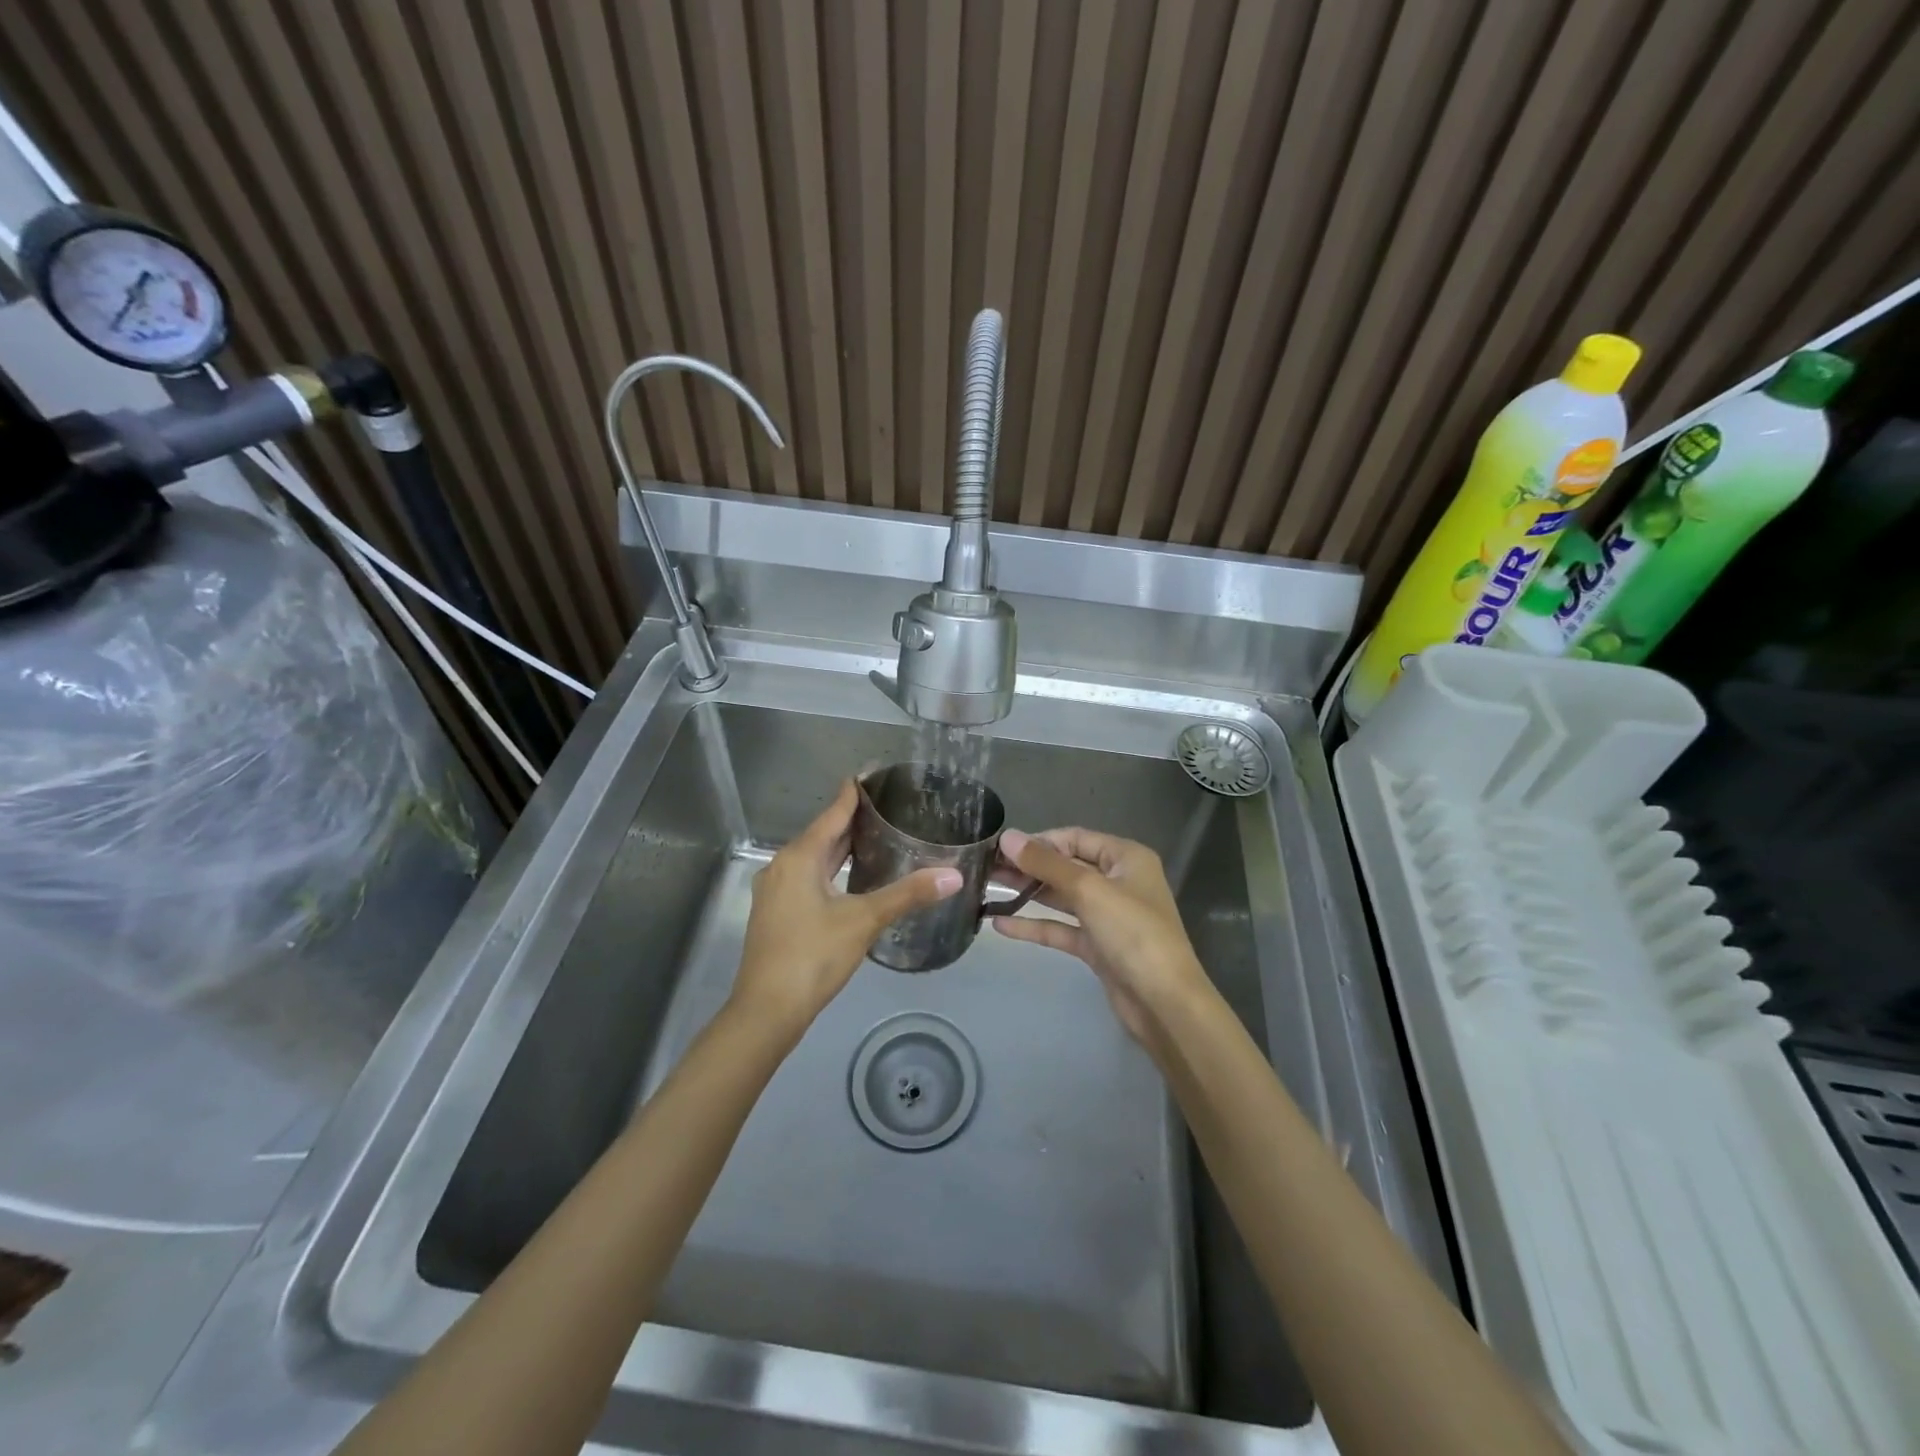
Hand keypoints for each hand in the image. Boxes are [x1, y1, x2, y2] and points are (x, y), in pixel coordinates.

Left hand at [731, 780, 961, 1037]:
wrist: (766, 1011)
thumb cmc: (813, 956)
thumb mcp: (864, 921)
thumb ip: (908, 894)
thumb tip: (954, 875)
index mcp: (800, 857)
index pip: (833, 812)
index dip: (854, 792)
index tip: (876, 773)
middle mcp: (783, 865)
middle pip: (823, 833)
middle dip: (853, 819)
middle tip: (890, 805)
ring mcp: (777, 890)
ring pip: (815, 857)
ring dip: (843, 846)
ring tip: (879, 836)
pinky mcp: (778, 912)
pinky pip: (809, 876)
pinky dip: (832, 868)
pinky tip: (853, 877)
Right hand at [993, 827, 1213, 1048]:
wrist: (1164, 1002)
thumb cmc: (1133, 933)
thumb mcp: (1089, 890)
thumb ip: (1046, 864)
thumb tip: (1008, 837)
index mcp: (1126, 858)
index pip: (1075, 838)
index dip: (1039, 841)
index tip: (1001, 848)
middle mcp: (1118, 881)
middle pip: (1066, 866)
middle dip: (1028, 866)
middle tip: (985, 868)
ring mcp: (1107, 916)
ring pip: (1061, 897)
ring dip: (1027, 893)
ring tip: (986, 888)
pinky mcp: (1097, 945)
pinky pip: (1061, 928)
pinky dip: (1034, 925)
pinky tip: (1000, 924)